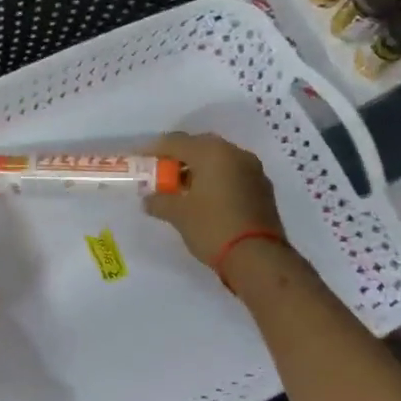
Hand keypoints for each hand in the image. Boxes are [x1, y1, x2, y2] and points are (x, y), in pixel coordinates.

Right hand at [144, 132, 287, 272]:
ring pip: (218, 161)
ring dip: (197, 170)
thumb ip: (159, 201)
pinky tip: (204, 199)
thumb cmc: (212, 227)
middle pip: (199, 147)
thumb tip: (148, 199)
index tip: (138, 158)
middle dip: (178, 158)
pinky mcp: (262, 189)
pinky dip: (215, 181)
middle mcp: (235, 154)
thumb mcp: (178, 214)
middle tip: (160, 173)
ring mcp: (253, 170)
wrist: (258, 258)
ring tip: (180, 189)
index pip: (175, 142)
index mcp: (212, 152)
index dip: (153, 149)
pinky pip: (231, 175)